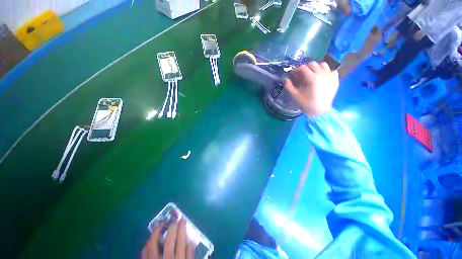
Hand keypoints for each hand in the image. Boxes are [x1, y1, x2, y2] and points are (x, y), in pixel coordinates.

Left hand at [142, 218, 194, 258]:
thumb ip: (190, 256)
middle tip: (174, 219)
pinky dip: (147, 244)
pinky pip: (144, 253)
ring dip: (157, 231)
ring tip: (162, 224)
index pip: (180, 240)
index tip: (182, 219)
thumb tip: (190, 241)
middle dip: (172, 227)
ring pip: (153, 244)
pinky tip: (150, 240)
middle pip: (168, 240)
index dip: (181, 228)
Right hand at [284, 62, 338, 117]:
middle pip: (313, 64)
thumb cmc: (307, 104)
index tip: (293, 74)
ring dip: (316, 67)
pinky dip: (326, 71)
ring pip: (323, 65)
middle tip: (301, 75)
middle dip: (305, 68)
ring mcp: (330, 76)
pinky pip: (331, 70)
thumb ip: (289, 87)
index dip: (296, 70)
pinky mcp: (335, 80)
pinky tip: (322, 77)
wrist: (320, 112)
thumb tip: (285, 79)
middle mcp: (323, 74)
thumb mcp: (295, 96)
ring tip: (312, 74)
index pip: (303, 68)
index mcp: (312, 78)